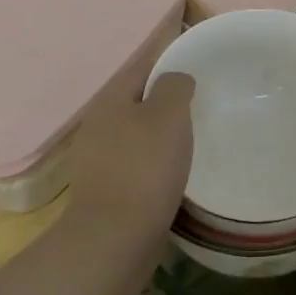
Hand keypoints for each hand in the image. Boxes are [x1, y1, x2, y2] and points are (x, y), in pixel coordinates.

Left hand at [67, 72, 195, 234]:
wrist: (115, 237)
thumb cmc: (145, 168)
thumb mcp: (168, 115)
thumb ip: (174, 86)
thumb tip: (176, 79)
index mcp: (110, 100)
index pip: (143, 66)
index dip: (168, 57)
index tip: (193, 58)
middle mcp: (97, 124)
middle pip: (137, 99)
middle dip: (164, 97)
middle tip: (199, 98)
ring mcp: (97, 159)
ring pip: (135, 132)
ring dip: (159, 130)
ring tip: (191, 134)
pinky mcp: (105, 189)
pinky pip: (135, 161)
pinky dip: (154, 159)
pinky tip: (172, 169)